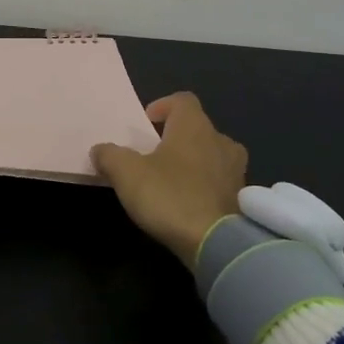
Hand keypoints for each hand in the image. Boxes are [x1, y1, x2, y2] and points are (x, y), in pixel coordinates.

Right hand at [91, 93, 247, 266]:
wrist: (216, 243)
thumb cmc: (170, 196)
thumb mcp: (127, 174)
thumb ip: (110, 155)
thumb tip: (100, 150)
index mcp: (194, 126)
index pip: (182, 100)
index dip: (164, 106)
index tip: (147, 123)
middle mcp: (220, 140)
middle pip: (198, 128)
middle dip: (177, 137)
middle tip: (156, 155)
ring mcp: (236, 170)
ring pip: (213, 154)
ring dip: (195, 161)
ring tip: (174, 180)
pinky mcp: (243, 198)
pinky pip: (221, 181)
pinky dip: (207, 186)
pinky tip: (190, 204)